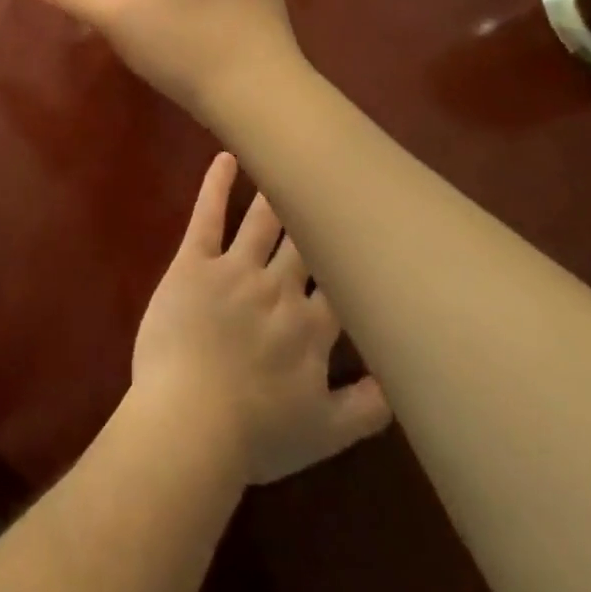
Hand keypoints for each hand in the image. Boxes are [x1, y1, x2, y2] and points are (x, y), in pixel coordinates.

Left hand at [129, 152, 389, 487]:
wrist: (190, 422)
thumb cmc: (254, 434)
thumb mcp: (324, 435)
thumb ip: (367, 408)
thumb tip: (401, 382)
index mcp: (312, 329)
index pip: (343, 283)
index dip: (356, 257)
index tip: (369, 229)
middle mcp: (280, 289)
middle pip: (306, 242)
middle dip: (320, 212)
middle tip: (331, 178)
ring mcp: (235, 270)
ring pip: (263, 222)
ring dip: (277, 191)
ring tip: (288, 159)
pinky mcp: (194, 261)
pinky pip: (208, 216)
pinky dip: (217, 185)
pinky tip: (226, 157)